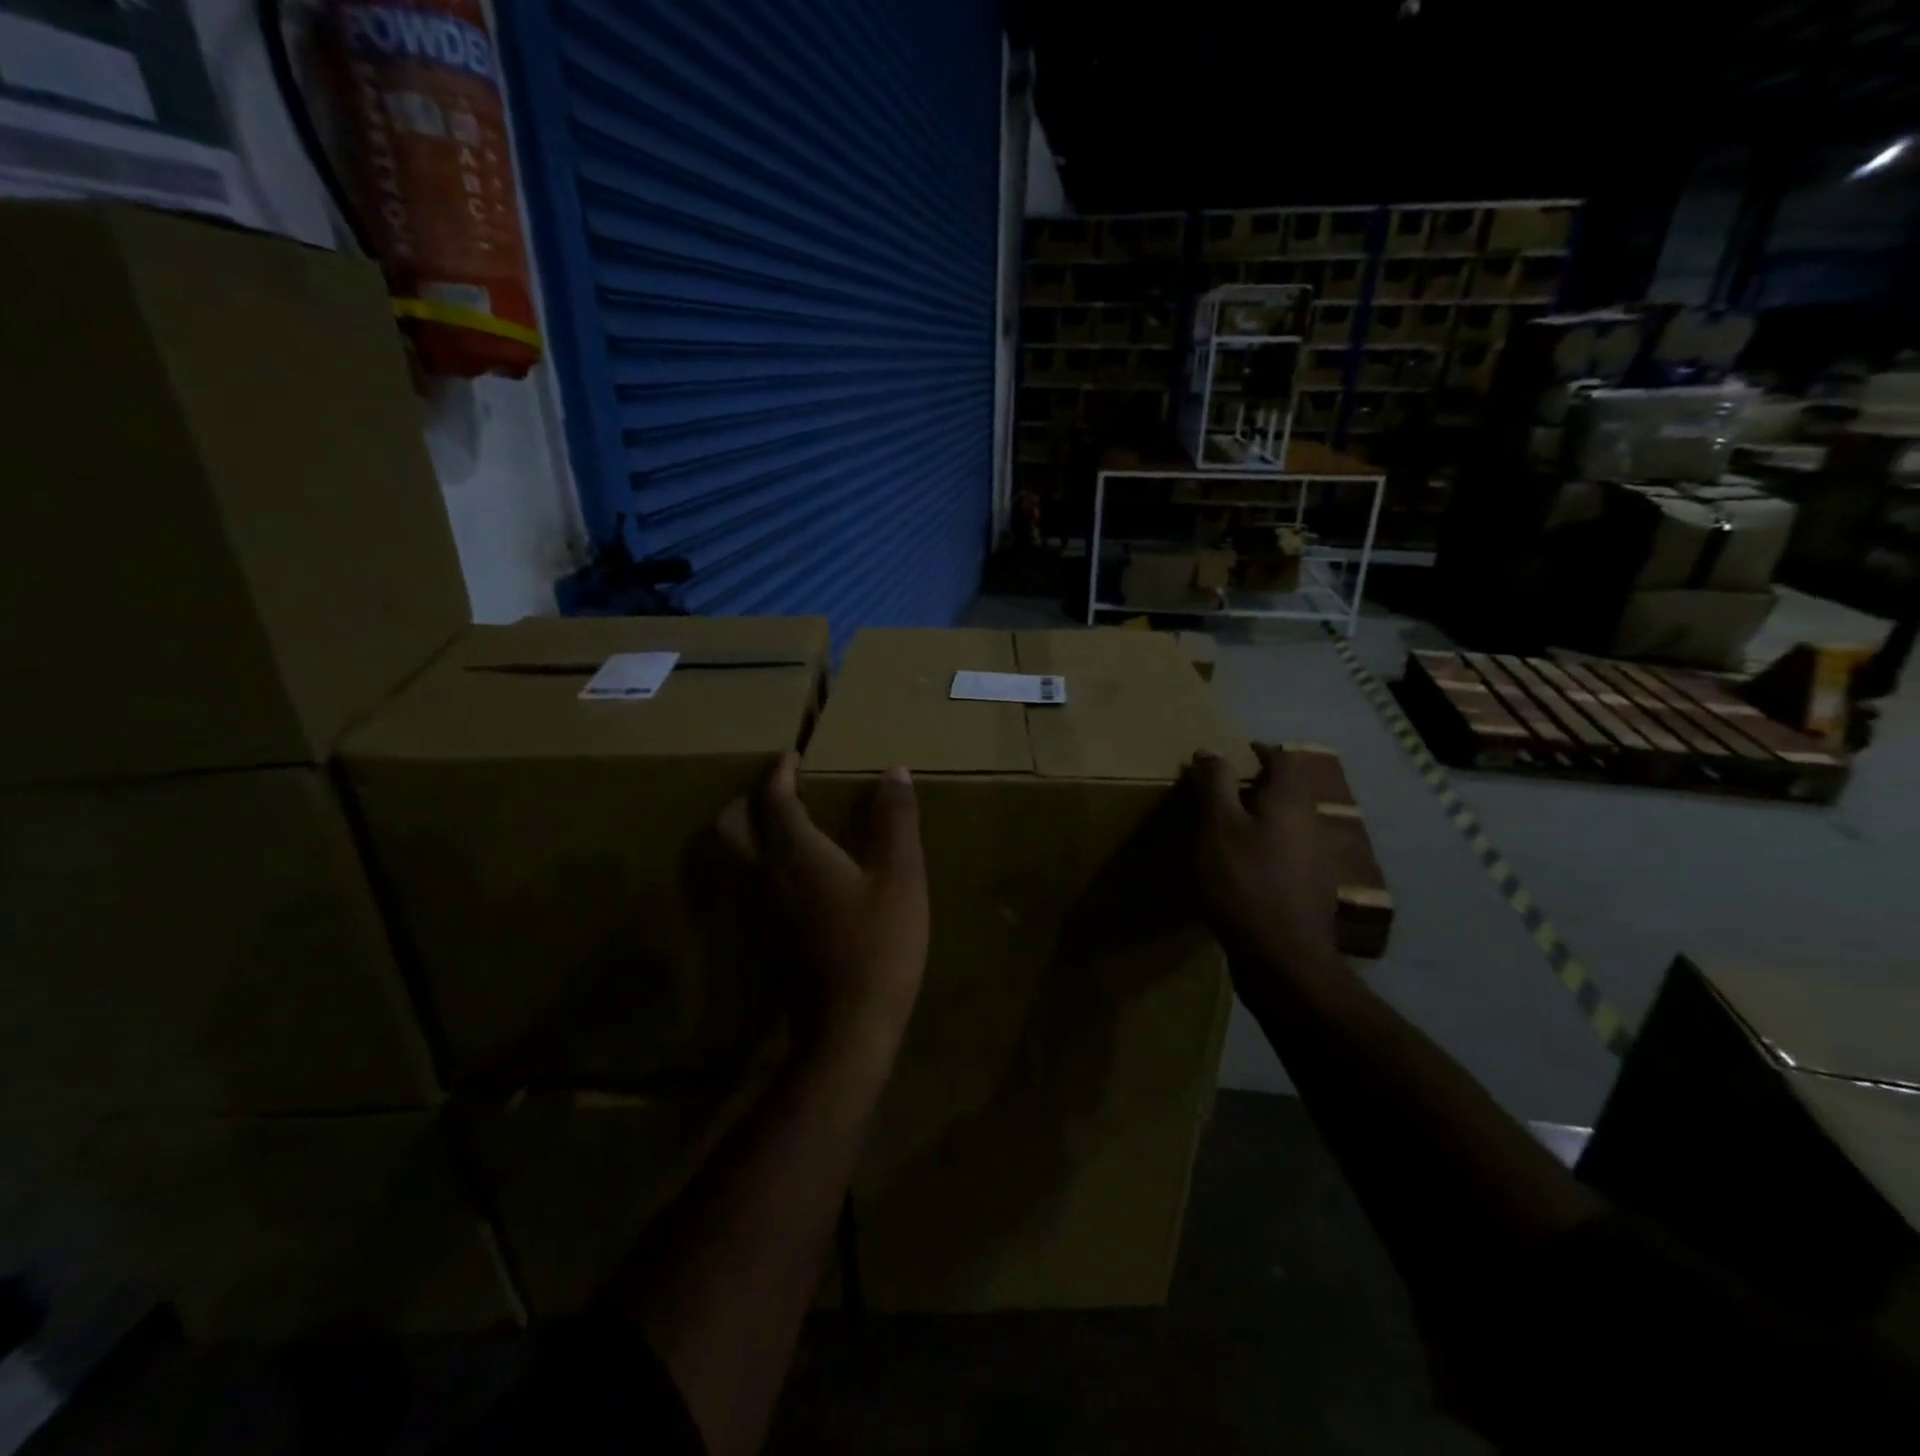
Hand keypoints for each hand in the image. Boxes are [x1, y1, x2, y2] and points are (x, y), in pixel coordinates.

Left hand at [723, 752, 928, 1052]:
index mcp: (796, 854)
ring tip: (783, 825)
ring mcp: (760, 912)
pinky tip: (794, 875)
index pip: (774, 800)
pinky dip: (760, 864)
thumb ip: (895, 821)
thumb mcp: (901, 877)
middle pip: (731, 828)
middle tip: (775, 789)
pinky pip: (750, 886)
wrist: (848, 1029)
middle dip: (746, 800)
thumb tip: (894, 771)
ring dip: (749, 832)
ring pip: (736, 859)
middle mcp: (765, 877)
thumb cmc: (879, 945)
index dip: (779, 773)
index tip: (790, 755)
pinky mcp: (766, 939)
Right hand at [1186, 746, 1341, 974]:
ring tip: (1223, 829)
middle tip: (1220, 790)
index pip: (1284, 759)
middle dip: (1256, 786)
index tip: (1236, 751)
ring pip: (1286, 825)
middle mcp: (1311, 825)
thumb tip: (1211, 751)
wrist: (1283, 959)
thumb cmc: (1245, 883)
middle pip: (1288, 792)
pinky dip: (1263, 849)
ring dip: (1259, 819)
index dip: (1260, 750)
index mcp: (1291, 803)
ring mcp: (1315, 861)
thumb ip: (1215, 785)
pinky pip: (1285, 855)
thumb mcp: (1218, 827)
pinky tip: (1239, 869)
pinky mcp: (1308, 891)